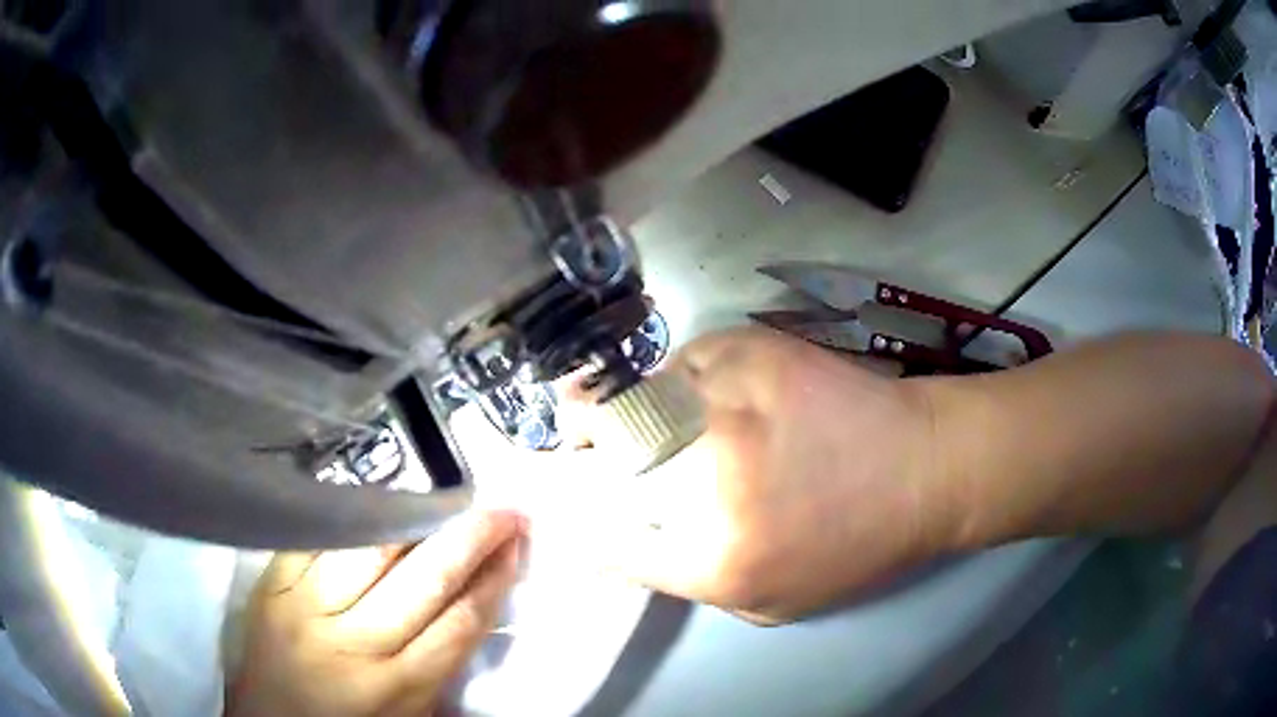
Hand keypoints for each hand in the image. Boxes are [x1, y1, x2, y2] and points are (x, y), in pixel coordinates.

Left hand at [226, 511, 523, 716]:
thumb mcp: (408, 713)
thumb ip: (437, 666)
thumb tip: (471, 603)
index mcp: (398, 687)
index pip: (460, 622)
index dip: (494, 579)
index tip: (516, 547)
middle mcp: (354, 643)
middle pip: (425, 578)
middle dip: (472, 537)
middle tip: (503, 509)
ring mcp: (306, 606)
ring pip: (371, 547)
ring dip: (418, 515)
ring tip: (449, 496)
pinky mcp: (273, 582)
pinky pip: (319, 535)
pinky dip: (354, 512)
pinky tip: (381, 495)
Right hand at [577, 328, 963, 623]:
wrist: (926, 470)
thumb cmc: (857, 547)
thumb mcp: (773, 602)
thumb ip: (693, 581)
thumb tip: (628, 544)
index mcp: (718, 560)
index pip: (610, 541)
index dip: (582, 522)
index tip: (569, 506)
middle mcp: (714, 482)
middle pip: (609, 448)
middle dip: (587, 441)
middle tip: (586, 435)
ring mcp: (734, 406)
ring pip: (640, 392)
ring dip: (632, 400)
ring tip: (649, 405)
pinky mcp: (758, 353)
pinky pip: (689, 358)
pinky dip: (687, 373)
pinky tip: (710, 385)